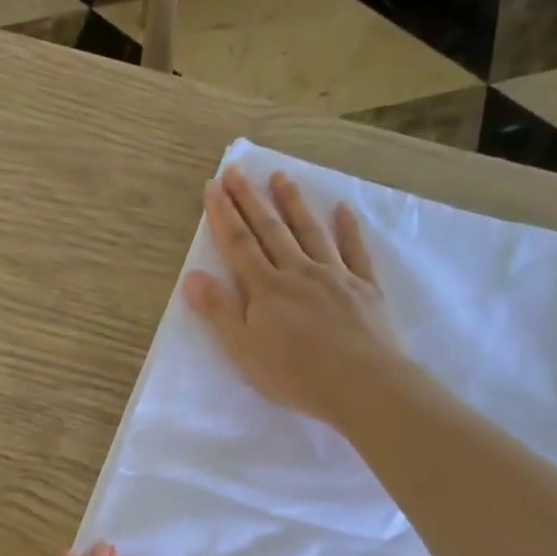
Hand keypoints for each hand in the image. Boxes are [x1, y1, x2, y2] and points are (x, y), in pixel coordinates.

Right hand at [183, 167, 411, 430]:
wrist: (362, 384)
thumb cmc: (295, 373)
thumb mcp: (244, 348)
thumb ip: (219, 310)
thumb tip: (192, 275)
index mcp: (266, 289)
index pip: (239, 244)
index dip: (224, 215)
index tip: (214, 186)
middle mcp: (298, 272)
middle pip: (270, 230)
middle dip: (250, 200)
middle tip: (237, 170)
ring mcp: (334, 276)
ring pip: (309, 231)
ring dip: (293, 203)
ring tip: (280, 177)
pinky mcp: (364, 287)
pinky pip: (355, 251)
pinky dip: (348, 229)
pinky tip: (343, 210)